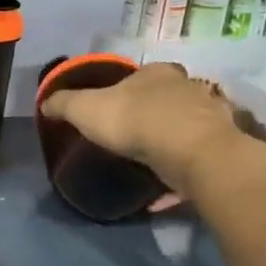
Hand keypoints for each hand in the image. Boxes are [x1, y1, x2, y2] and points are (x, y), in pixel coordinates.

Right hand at [39, 62, 247, 202]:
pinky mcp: (220, 148)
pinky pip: (194, 159)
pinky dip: (178, 173)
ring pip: (184, 127)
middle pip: (167, 98)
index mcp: (156, 73)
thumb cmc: (134, 120)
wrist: (190, 152)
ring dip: (169, 142)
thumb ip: (64, 104)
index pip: (142, 73)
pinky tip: (161, 192)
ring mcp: (209, 118)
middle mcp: (187, 89)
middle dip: (151, 114)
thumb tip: (45, 102)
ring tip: (146, 162)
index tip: (113, 106)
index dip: (127, 88)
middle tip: (129, 135)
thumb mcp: (84, 109)